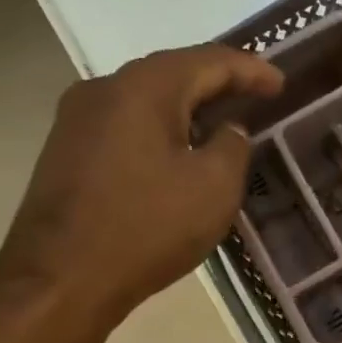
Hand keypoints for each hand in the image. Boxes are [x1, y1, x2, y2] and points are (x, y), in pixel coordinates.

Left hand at [0, 44, 283, 325]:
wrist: (60, 281)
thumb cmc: (146, 229)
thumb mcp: (213, 188)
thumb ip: (232, 146)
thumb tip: (227, 130)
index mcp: (143, 88)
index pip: (208, 61)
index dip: (250, 70)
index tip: (281, 84)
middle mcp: (103, 89)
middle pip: (171, 74)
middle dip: (215, 84)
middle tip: (253, 97)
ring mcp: (76, 121)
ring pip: (144, 102)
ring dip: (185, 110)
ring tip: (218, 124)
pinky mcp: (65, 153)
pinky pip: (124, 128)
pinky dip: (158, 132)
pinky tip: (174, 154)